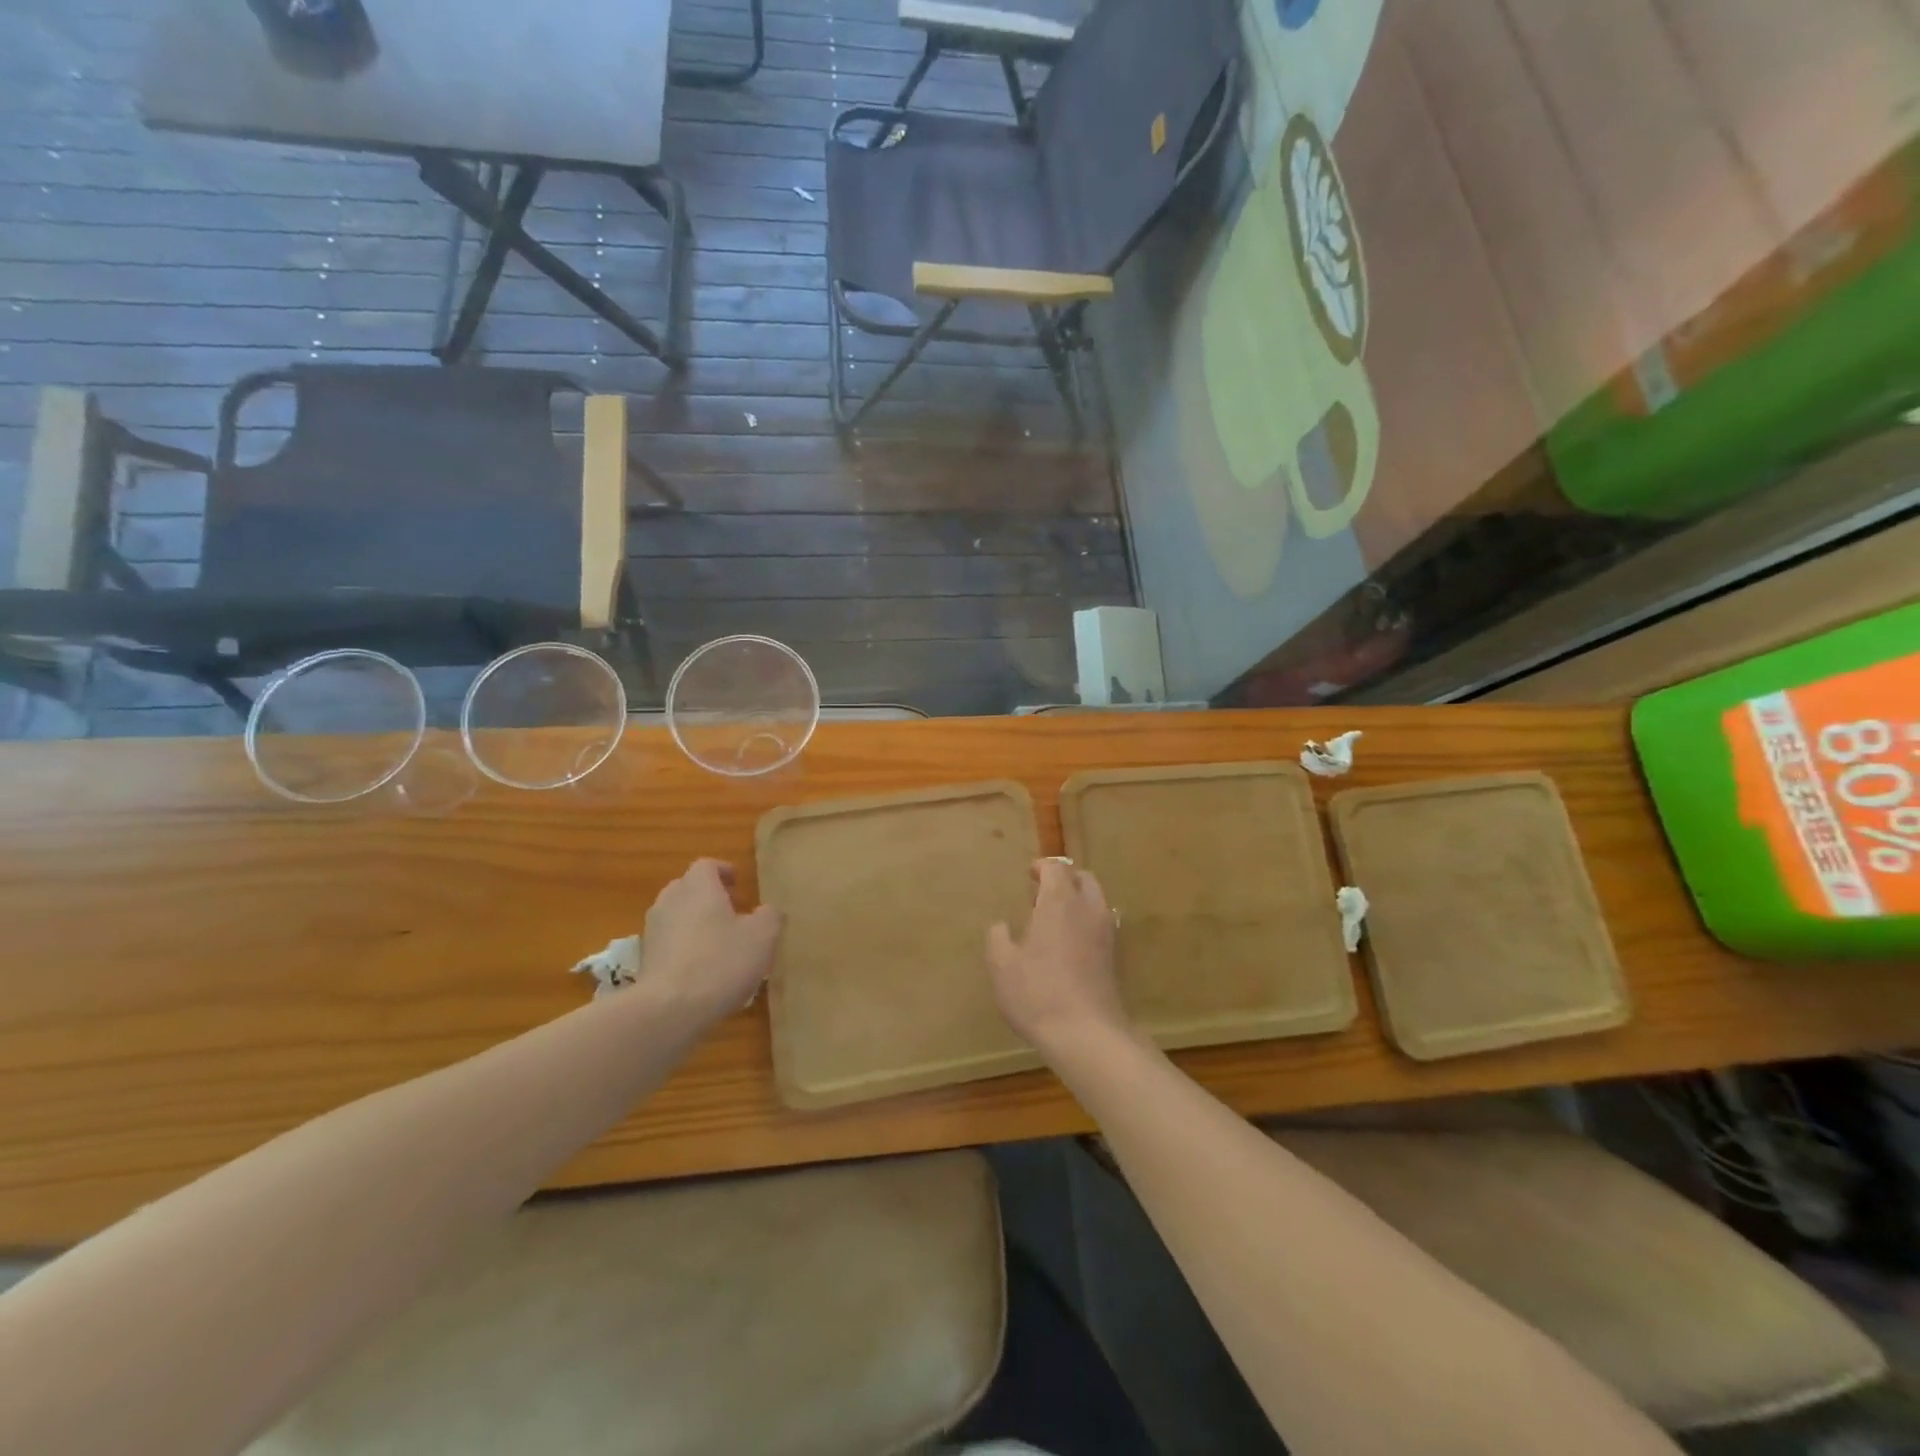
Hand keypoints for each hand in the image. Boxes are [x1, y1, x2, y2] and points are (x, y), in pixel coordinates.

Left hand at [641, 859, 780, 1025]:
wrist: (669, 1009)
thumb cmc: (721, 961)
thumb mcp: (762, 936)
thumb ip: (769, 916)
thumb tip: (767, 911)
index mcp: (698, 887)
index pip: (707, 865)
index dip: (723, 871)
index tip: (737, 883)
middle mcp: (670, 901)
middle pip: (687, 888)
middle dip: (708, 896)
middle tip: (731, 912)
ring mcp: (652, 931)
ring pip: (676, 916)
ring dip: (694, 923)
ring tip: (718, 943)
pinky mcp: (645, 961)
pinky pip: (668, 943)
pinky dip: (683, 948)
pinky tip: (701, 970)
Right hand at [987, 859, 1130, 1061]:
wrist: (1087, 1034)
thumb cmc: (1037, 992)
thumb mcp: (1002, 965)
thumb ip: (998, 938)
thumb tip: (1001, 926)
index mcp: (1060, 902)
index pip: (1056, 869)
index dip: (1042, 868)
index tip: (1029, 875)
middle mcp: (1088, 910)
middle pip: (1083, 879)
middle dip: (1064, 880)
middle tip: (1042, 895)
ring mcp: (1107, 933)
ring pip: (1097, 901)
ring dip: (1078, 901)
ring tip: (1055, 921)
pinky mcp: (1116, 957)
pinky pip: (1103, 925)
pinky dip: (1087, 923)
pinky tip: (1070, 946)